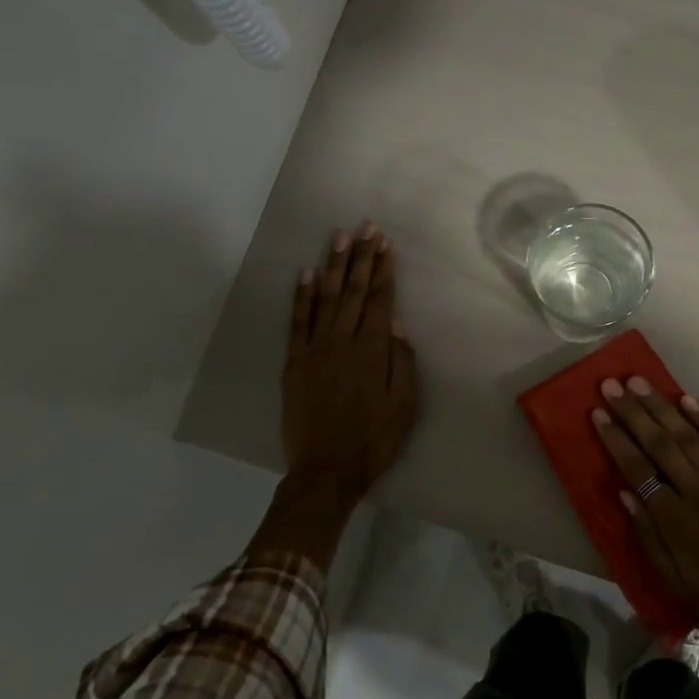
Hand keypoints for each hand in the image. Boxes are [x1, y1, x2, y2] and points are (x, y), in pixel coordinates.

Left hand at [282, 224, 418, 506]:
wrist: (327, 470)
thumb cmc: (374, 440)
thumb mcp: (405, 406)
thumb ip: (402, 363)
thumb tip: (398, 326)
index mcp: (372, 352)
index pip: (380, 301)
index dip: (383, 270)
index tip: (385, 243)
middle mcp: (342, 342)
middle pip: (355, 292)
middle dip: (362, 258)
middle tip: (365, 228)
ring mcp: (314, 350)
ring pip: (326, 299)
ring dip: (334, 267)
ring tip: (339, 238)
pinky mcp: (294, 363)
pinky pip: (297, 322)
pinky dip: (302, 297)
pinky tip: (307, 274)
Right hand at [591, 377, 698, 663]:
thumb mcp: (675, 583)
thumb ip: (647, 537)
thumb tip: (624, 494)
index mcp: (676, 522)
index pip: (637, 470)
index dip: (616, 440)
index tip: (598, 413)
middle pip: (660, 444)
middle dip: (633, 412)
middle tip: (611, 385)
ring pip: (689, 436)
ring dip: (662, 406)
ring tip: (640, 382)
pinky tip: (687, 399)